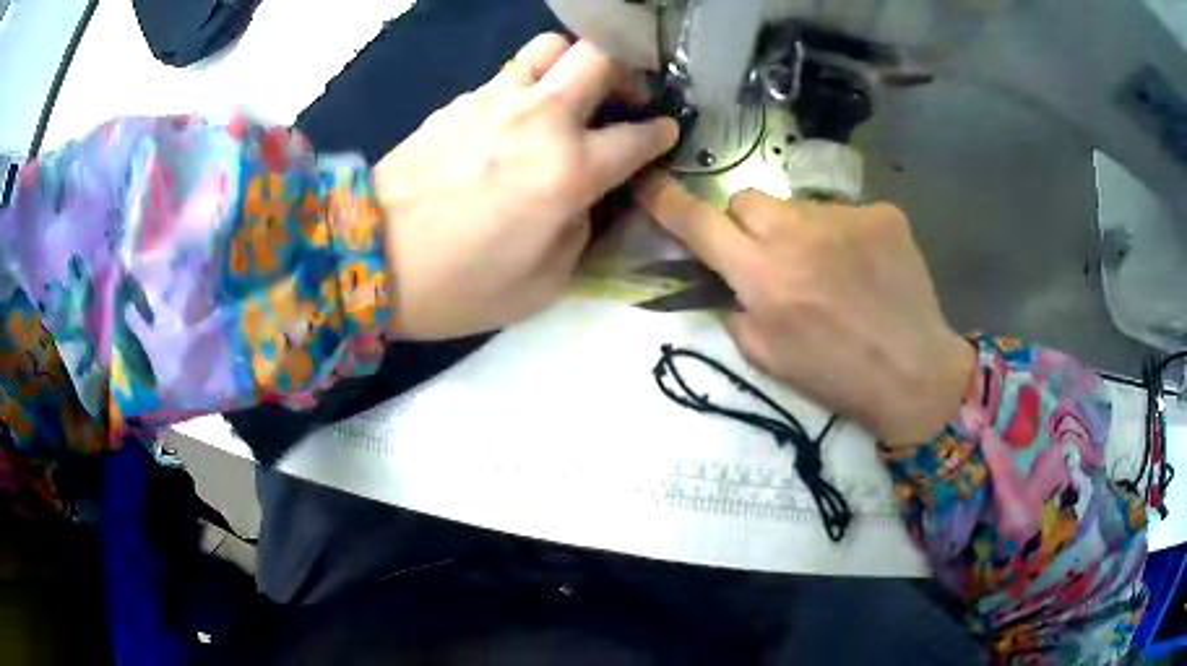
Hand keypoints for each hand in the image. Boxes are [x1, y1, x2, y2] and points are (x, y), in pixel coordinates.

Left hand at [374, 34, 678, 339]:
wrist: (367, 258)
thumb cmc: (458, 285)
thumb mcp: (543, 284)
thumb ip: (580, 230)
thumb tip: (584, 197)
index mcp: (569, 170)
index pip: (638, 135)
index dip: (660, 133)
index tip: (663, 132)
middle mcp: (540, 119)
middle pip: (599, 56)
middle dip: (625, 70)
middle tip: (622, 98)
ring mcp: (494, 101)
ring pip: (549, 48)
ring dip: (571, 65)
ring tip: (567, 97)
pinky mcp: (458, 102)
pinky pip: (506, 77)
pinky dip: (525, 88)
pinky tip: (512, 121)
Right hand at [636, 177, 975, 444]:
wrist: (914, 374)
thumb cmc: (836, 378)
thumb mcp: (767, 358)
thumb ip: (735, 310)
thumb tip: (726, 280)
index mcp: (764, 277)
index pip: (700, 223)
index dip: (668, 203)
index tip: (650, 185)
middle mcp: (799, 235)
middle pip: (746, 198)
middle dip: (746, 223)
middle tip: (770, 256)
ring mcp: (845, 218)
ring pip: (798, 207)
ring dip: (799, 232)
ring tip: (831, 270)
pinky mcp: (882, 214)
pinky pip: (844, 214)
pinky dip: (844, 236)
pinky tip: (865, 267)